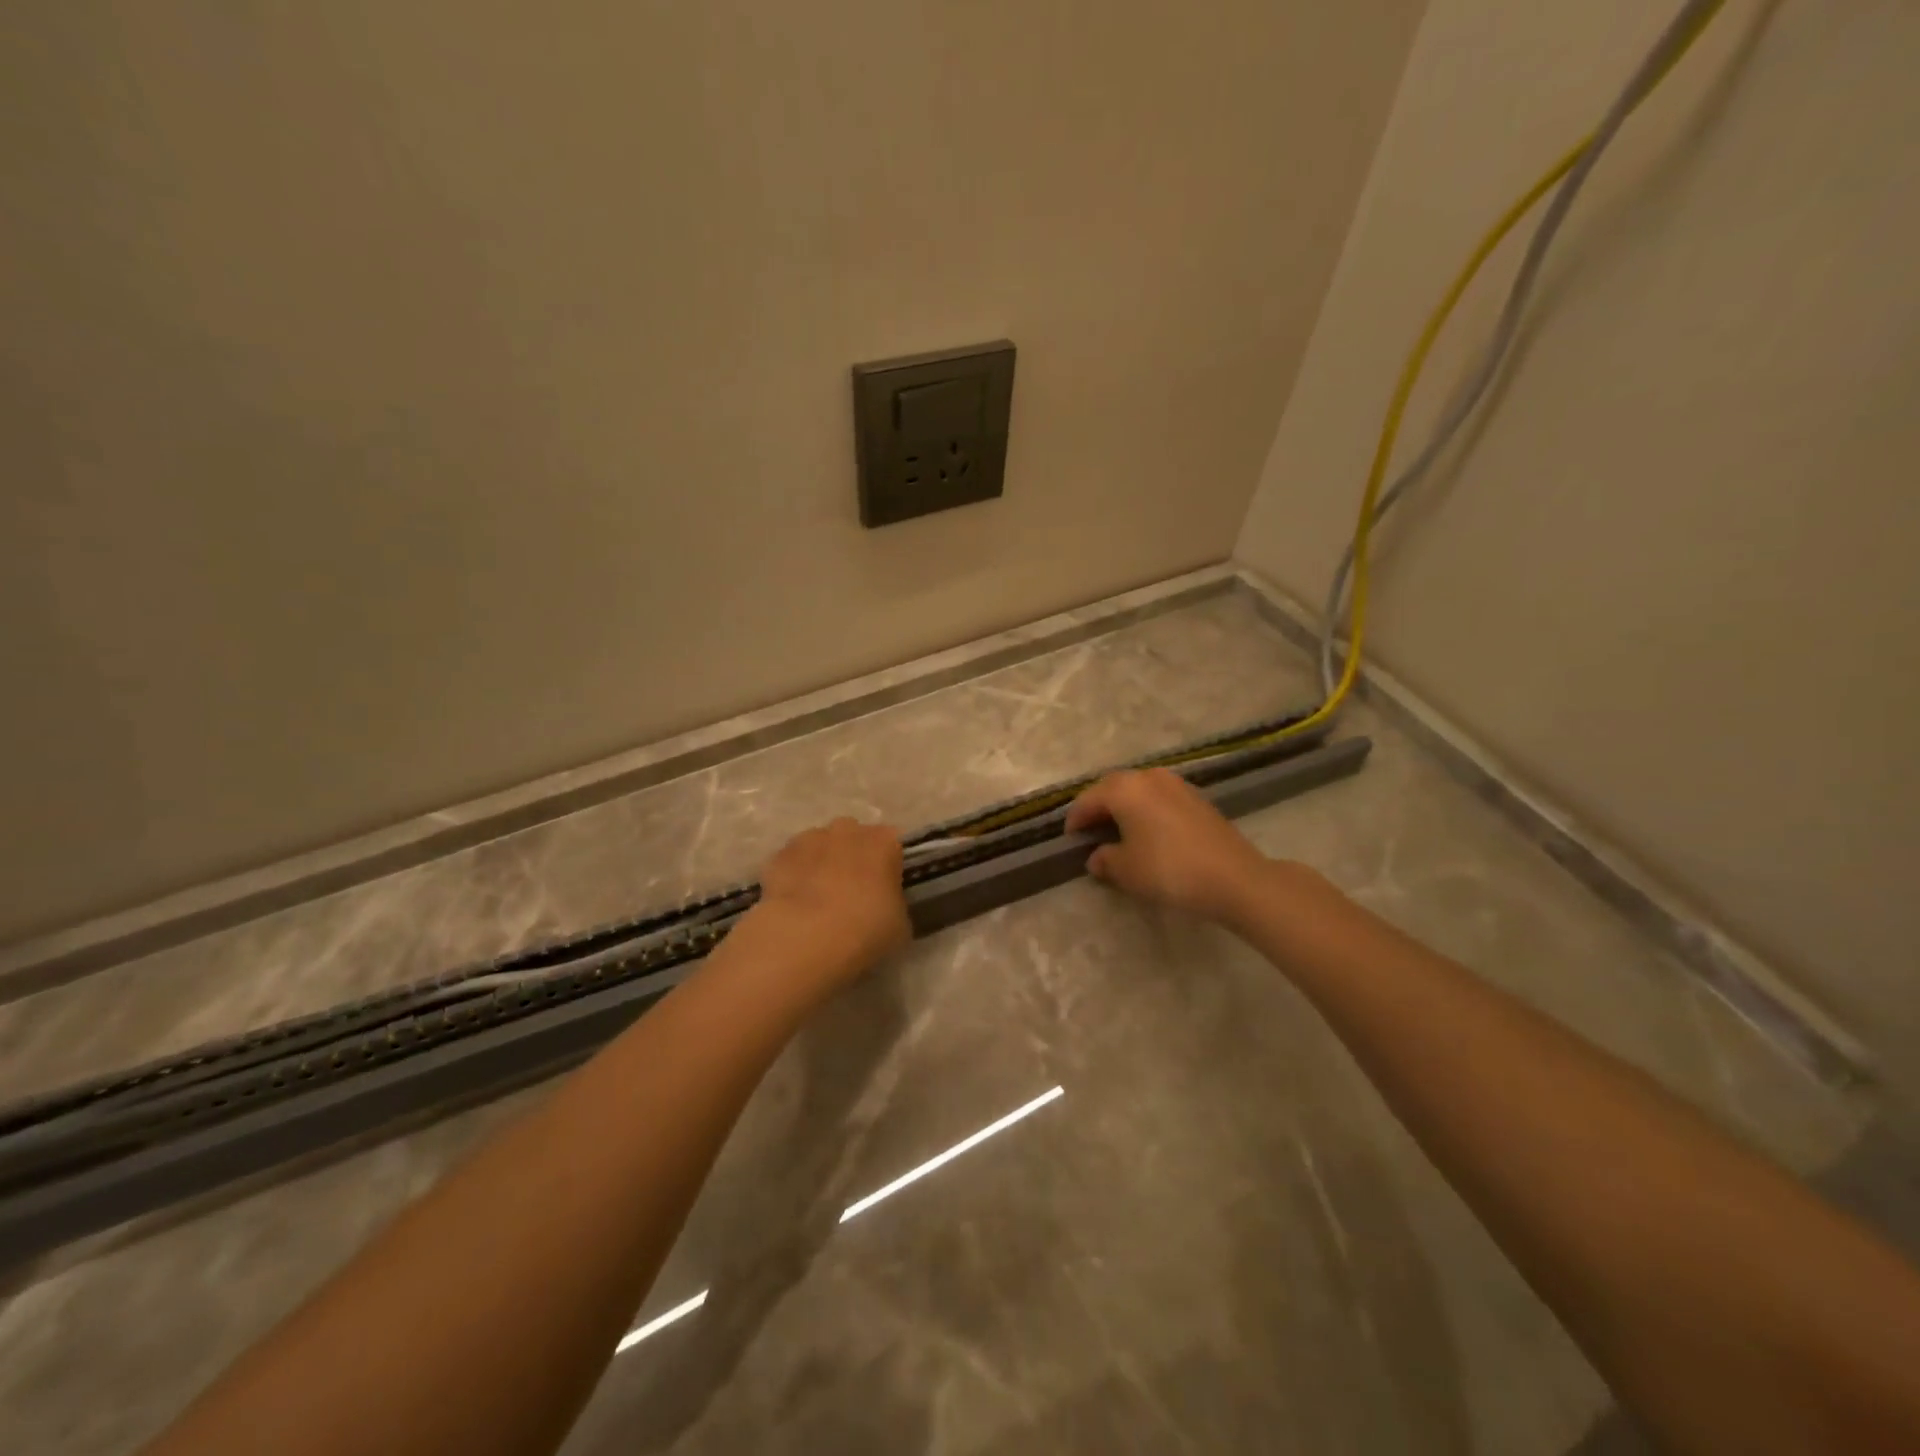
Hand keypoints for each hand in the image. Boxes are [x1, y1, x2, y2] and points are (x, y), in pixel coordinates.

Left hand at [746, 817, 910, 992]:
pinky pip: (791, 863)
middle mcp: (848, 830)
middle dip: (852, 858)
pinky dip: (793, 877)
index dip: (887, 868)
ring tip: (818, 902)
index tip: (883, 891)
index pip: (891, 845)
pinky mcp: (778, 856)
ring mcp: (809, 839)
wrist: (805, 938)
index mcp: (884, 841)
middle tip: (851, 894)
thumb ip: (894, 904)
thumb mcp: (900, 925)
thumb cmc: (865, 930)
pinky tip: (793, 906)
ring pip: (819, 846)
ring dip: (821, 864)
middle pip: (853, 838)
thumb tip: (885, 904)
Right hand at [1065, 767, 1278, 925]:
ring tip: (1118, 833)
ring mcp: (1176, 784)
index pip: (1088, 800)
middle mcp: (1148, 777)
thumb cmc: (1169, 870)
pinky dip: (1146, 811)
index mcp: (1125, 789)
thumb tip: (1097, 857)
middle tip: (1090, 833)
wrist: (1234, 878)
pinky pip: (1158, 798)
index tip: (1069, 840)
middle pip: (1113, 788)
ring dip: (1123, 808)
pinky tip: (1148, 833)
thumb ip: (1104, 860)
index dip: (1075, 820)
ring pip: (1138, 790)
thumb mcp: (1126, 870)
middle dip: (1098, 808)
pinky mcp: (1196, 797)